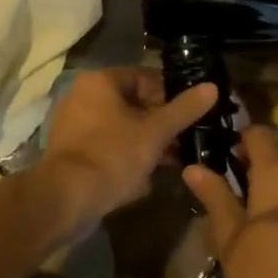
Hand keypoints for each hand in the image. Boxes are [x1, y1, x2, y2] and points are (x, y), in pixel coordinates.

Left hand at [41, 68, 217, 230]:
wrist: (65, 200)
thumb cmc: (112, 156)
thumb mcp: (155, 132)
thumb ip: (184, 109)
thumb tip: (211, 87)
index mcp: (100, 82)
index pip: (145, 78)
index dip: (172, 96)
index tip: (192, 115)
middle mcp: (82, 96)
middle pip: (133, 103)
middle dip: (160, 122)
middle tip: (184, 140)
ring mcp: (73, 124)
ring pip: (121, 126)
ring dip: (146, 141)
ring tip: (171, 159)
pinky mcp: (70, 151)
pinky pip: (106, 145)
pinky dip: (126, 154)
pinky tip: (146, 175)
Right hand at [183, 125, 277, 277]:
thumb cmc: (263, 272)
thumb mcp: (229, 236)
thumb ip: (215, 196)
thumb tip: (193, 167)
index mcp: (276, 175)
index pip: (262, 134)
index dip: (243, 137)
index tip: (226, 153)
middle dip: (268, 149)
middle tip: (243, 171)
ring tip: (259, 195)